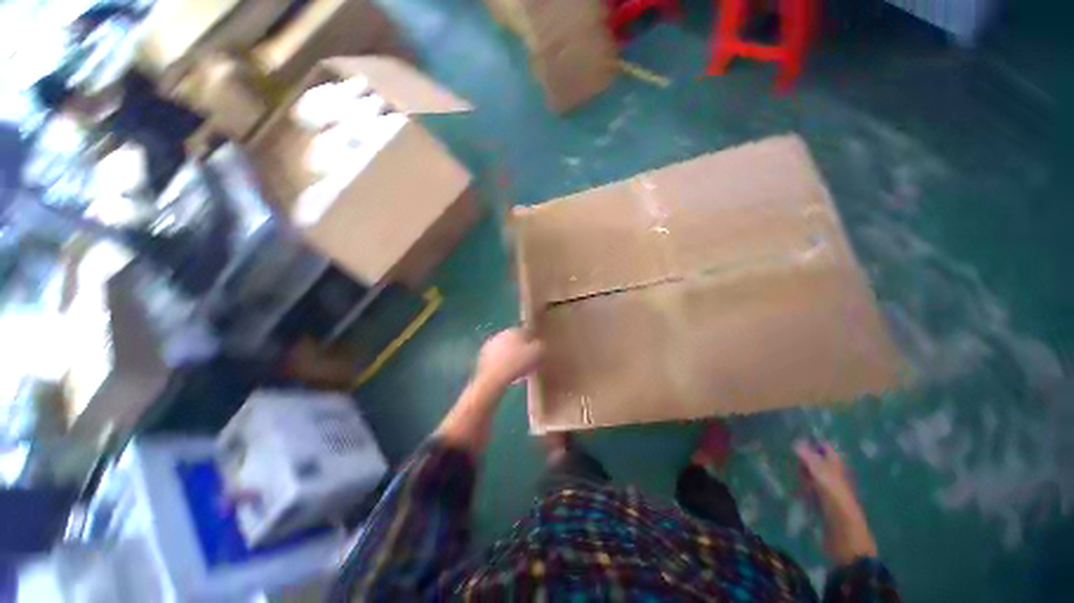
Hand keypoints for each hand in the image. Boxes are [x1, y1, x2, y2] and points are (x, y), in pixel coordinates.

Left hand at [475, 328, 543, 390]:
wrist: (494, 378)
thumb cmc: (518, 364)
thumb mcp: (538, 354)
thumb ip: (541, 346)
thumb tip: (539, 345)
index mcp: (515, 330)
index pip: (527, 332)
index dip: (533, 343)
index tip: (537, 353)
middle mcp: (502, 333)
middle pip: (515, 341)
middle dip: (521, 349)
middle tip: (528, 362)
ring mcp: (490, 344)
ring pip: (506, 350)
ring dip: (512, 357)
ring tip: (519, 371)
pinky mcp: (482, 356)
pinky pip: (497, 359)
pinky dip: (502, 364)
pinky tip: (508, 374)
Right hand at [795, 441, 877, 564]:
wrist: (845, 534)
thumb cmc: (836, 500)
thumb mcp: (822, 476)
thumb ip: (809, 458)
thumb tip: (795, 441)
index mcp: (836, 466)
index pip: (825, 448)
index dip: (812, 444)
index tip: (793, 443)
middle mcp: (833, 475)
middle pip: (816, 461)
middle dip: (803, 460)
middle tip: (793, 463)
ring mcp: (828, 490)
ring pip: (811, 475)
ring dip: (801, 475)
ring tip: (793, 477)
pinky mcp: (822, 503)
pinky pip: (809, 490)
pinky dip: (802, 489)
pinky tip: (796, 492)